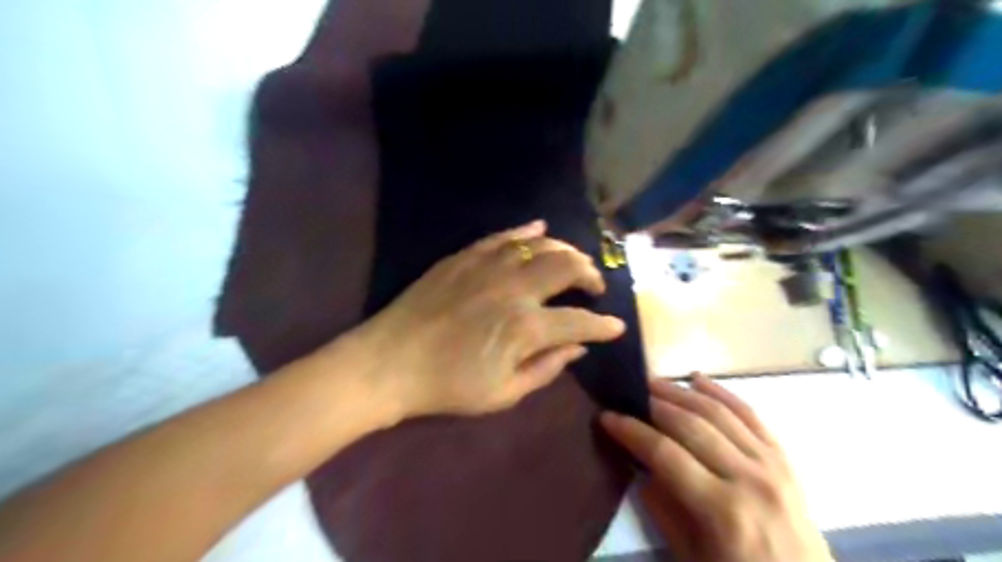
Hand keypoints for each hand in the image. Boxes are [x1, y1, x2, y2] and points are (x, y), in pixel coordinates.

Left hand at [345, 221, 622, 419]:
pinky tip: (540, 228)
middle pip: (568, 266)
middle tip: (595, 286)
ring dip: (565, 250)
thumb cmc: (447, 386)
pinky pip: (504, 236)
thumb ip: (546, 368)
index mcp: (526, 327)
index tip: (616, 326)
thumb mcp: (503, 393)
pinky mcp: (465, 257)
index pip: (580, 321)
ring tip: (573, 261)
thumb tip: (578, 348)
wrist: (389, 363)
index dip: (604, 325)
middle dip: (591, 274)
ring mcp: (488, 266)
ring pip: (541, 244)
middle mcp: (514, 288)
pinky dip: (527, 231)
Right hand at [602, 373, 829, 561]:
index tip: (607, 417)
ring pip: (719, 413)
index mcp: (724, 511)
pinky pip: (751, 415)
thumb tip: (640, 466)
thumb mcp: (692, 558)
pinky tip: (698, 379)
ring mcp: (771, 465)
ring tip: (653, 382)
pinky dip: (722, 393)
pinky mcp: (784, 459)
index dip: (632, 432)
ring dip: (682, 392)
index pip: (665, 454)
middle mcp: (749, 479)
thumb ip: (663, 509)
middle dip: (653, 404)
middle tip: (627, 392)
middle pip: (691, 426)